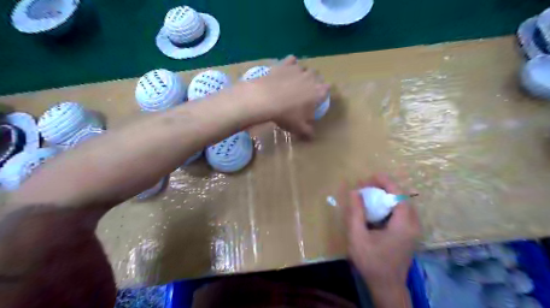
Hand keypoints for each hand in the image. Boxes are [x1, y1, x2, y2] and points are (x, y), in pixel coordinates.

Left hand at [250, 55, 329, 138]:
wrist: (265, 99)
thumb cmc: (286, 115)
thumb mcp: (298, 127)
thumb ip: (308, 132)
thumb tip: (312, 137)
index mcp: (318, 92)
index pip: (327, 89)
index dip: (324, 92)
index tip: (319, 97)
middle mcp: (311, 78)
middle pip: (317, 76)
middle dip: (313, 81)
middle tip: (305, 91)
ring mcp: (298, 69)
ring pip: (304, 68)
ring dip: (302, 73)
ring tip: (294, 81)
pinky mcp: (285, 64)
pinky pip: (291, 60)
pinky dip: (290, 63)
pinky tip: (286, 69)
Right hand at [340, 173, 422, 304]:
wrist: (386, 286)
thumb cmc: (371, 262)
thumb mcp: (358, 236)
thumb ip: (356, 212)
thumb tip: (354, 191)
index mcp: (403, 224)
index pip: (399, 194)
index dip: (385, 182)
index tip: (370, 177)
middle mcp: (413, 224)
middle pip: (402, 196)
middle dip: (385, 187)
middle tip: (366, 186)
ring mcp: (413, 230)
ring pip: (403, 203)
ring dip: (387, 195)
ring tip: (369, 193)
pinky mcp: (410, 233)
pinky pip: (402, 211)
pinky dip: (389, 204)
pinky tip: (376, 207)